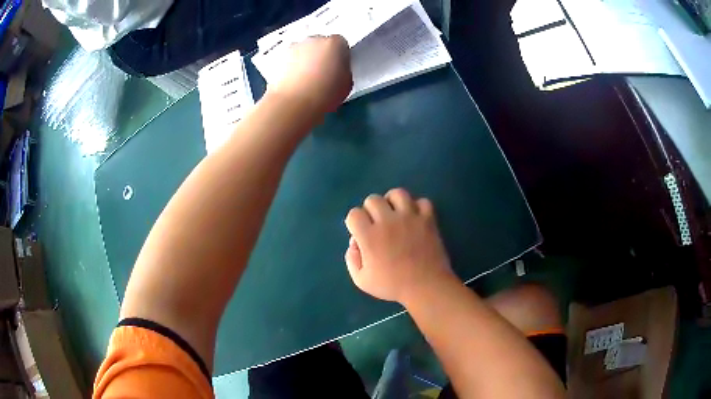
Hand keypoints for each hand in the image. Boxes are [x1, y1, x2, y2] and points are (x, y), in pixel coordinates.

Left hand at [268, 35, 352, 114]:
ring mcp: (294, 46)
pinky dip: (292, 66)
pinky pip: (290, 59)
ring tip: (306, 79)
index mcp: (335, 43)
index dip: (340, 55)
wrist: (294, 103)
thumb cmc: (325, 93)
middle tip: (322, 72)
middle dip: (321, 54)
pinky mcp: (279, 57)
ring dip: (305, 59)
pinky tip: (294, 81)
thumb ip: (344, 70)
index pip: (341, 43)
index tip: (339, 67)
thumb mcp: (346, 84)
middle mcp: (314, 39)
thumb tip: (337, 70)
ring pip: (303, 50)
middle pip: (320, 43)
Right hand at [344, 188, 455, 303]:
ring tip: (395, 214)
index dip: (355, 223)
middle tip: (377, 225)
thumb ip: (352, 260)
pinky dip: (418, 207)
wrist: (426, 287)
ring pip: (397, 193)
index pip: (354, 213)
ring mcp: (410, 217)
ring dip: (393, 202)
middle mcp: (388, 221)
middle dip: (371, 211)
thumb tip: (353, 243)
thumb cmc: (393, 286)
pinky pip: (422, 201)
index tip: (361, 234)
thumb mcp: (362, 281)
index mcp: (370, 236)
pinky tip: (415, 218)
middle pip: (373, 199)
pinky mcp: (427, 219)